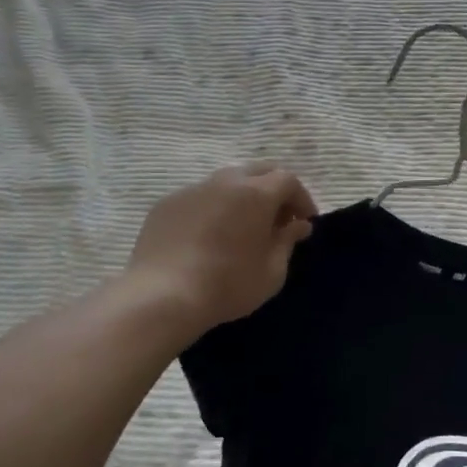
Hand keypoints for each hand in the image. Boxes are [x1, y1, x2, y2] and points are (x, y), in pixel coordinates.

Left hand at [127, 163, 318, 331]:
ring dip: (242, 196)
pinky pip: (199, 197)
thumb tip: (298, 225)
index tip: (304, 222)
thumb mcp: (272, 272)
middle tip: (278, 219)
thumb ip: (288, 242)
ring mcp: (192, 190)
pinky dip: (214, 207)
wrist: (161, 296)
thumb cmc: (228, 285)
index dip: (301, 199)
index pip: (288, 180)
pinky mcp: (167, 204)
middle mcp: (225, 182)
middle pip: (258, 171)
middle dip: (274, 190)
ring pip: (227, 181)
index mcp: (256, 193)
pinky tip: (209, 235)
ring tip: (243, 226)